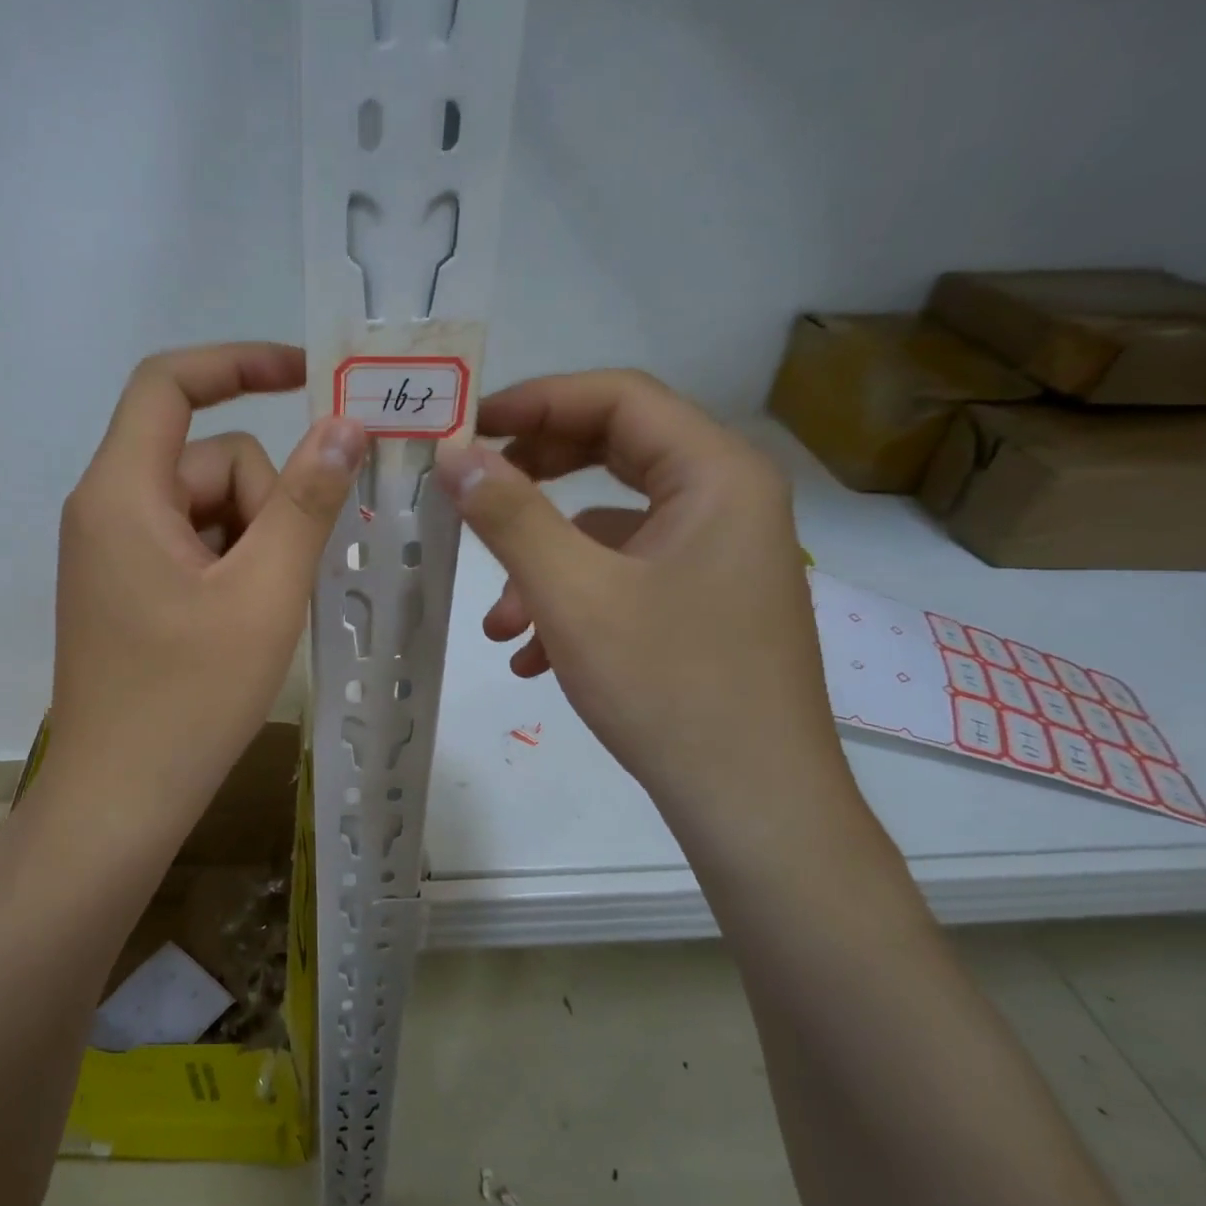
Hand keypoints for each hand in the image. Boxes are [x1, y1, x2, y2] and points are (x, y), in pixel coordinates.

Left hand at [32, 343, 365, 856]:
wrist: (119, 800)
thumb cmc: (189, 700)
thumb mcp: (265, 594)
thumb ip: (307, 502)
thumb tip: (345, 426)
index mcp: (122, 493)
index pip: (169, 383)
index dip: (238, 363)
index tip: (307, 375)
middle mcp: (107, 508)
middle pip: (208, 461)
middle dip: (264, 505)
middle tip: (283, 582)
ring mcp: (115, 552)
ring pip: (209, 508)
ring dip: (254, 543)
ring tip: (265, 613)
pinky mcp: (127, 588)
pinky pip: (194, 546)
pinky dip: (233, 567)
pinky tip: (245, 623)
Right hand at [434, 370, 844, 833]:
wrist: (753, 807)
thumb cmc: (668, 686)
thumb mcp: (572, 594)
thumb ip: (509, 515)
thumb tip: (452, 453)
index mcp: (715, 475)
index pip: (618, 398)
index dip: (535, 401)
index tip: (466, 428)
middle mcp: (725, 500)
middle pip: (614, 453)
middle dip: (533, 476)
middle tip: (471, 491)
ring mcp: (716, 555)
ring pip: (610, 526)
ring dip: (543, 560)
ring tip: (498, 619)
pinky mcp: (702, 602)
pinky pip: (624, 575)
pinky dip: (572, 599)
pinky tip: (531, 657)